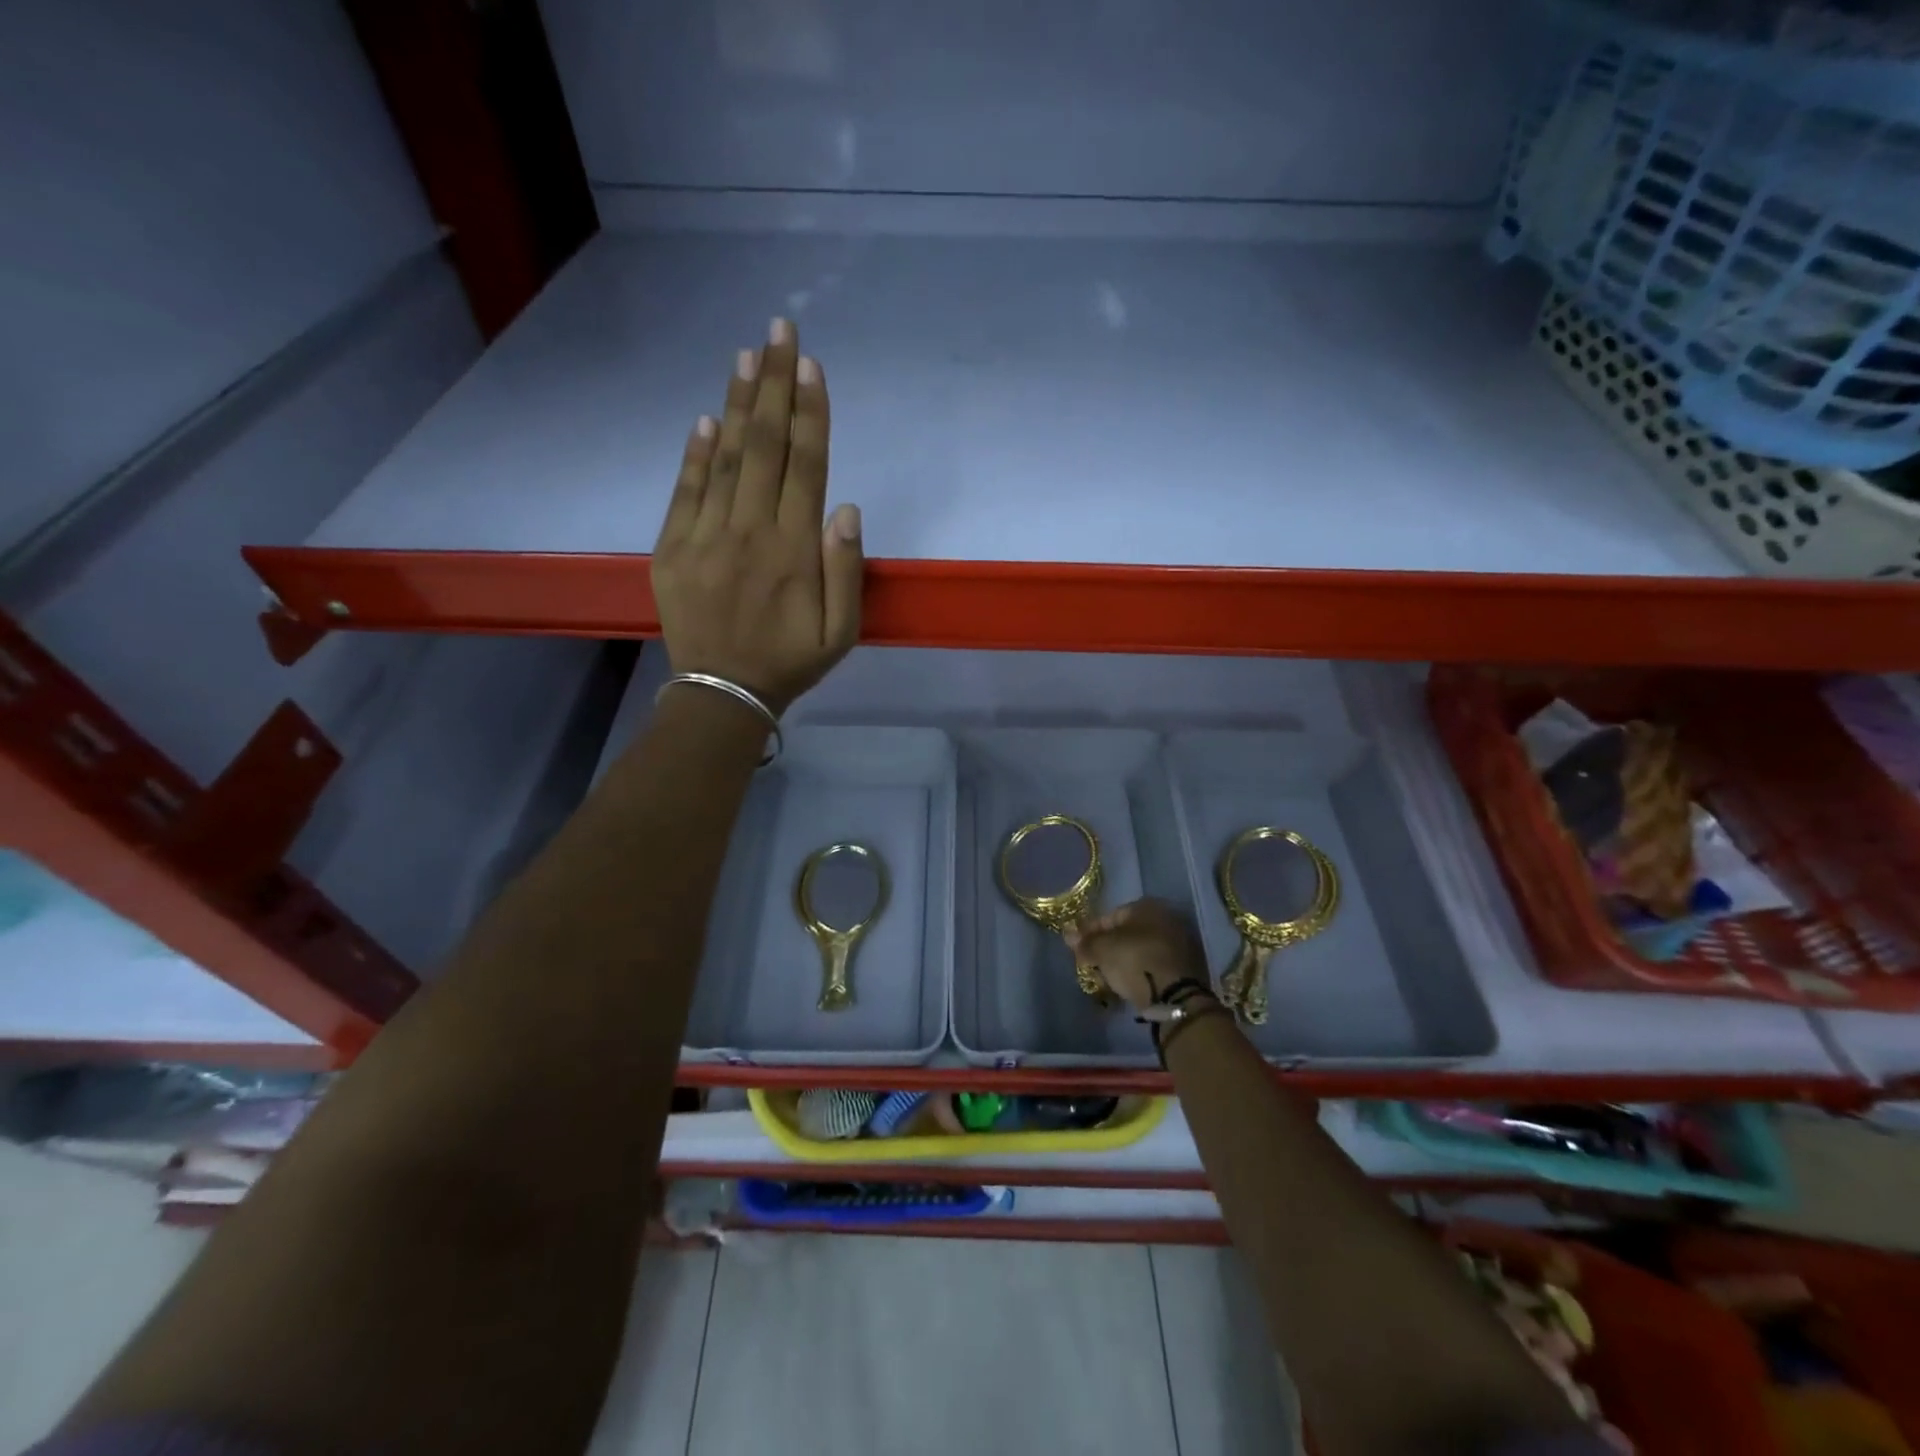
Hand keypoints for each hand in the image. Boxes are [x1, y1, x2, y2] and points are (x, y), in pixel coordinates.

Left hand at [651, 317, 862, 714]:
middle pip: (766, 447)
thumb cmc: (790, 662)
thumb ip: (847, 571)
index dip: (810, 413)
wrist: (722, 693)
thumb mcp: (841, 633)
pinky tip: (708, 418)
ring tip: (746, 355)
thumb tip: (845, 507)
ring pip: (726, 459)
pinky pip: (685, 491)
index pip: (806, 466)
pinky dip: (696, 453)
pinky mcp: (672, 549)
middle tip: (779, 329)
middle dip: (774, 384)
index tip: (810, 364)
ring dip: (738, 403)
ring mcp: (706, 537)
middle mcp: (750, 532)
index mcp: (795, 551)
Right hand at [1063, 899, 1208, 1011]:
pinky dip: (1141, 972)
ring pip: (1141, 950)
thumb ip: (1085, 942)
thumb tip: (1068, 934)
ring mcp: (1180, 942)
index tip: (1077, 949)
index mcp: (1146, 906)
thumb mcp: (1102, 950)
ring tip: (1108, 978)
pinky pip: (1154, 965)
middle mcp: (1166, 917)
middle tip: (1091, 965)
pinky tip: (1128, 985)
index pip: (1109, 917)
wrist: (1176, 996)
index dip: (1090, 933)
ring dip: (1124, 961)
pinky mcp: (1187, 966)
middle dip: (1108, 948)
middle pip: (1127, 934)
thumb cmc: (1135, 961)